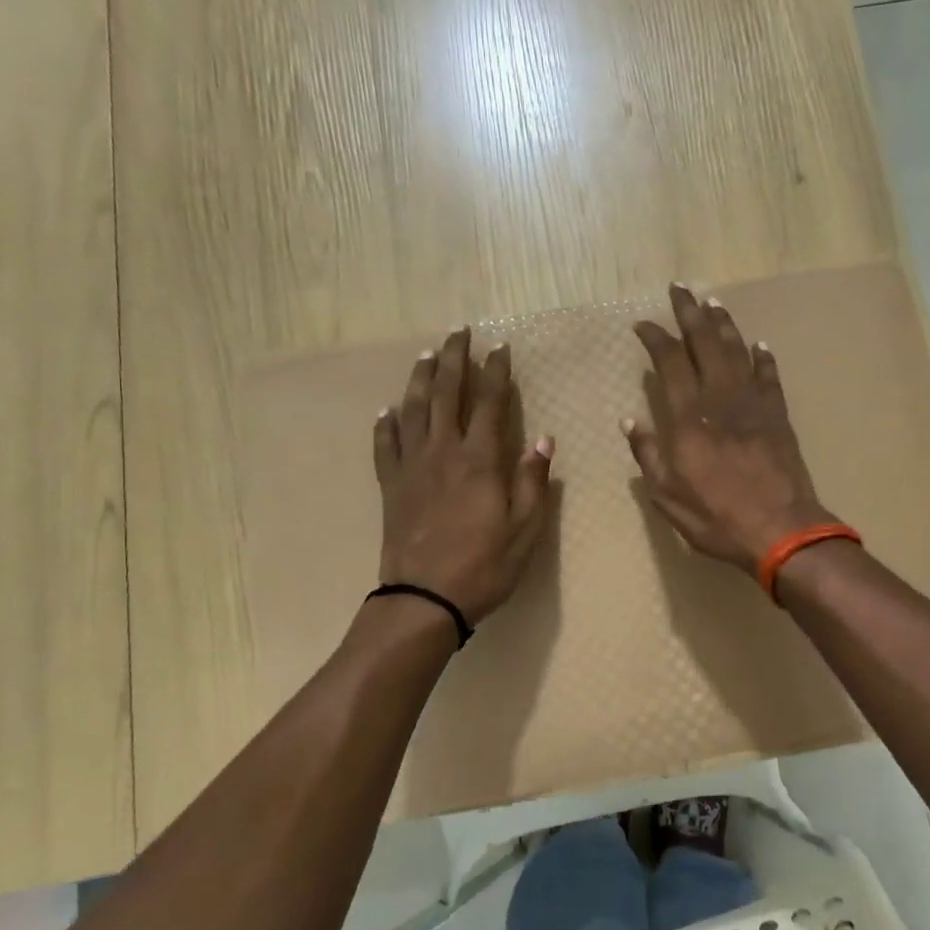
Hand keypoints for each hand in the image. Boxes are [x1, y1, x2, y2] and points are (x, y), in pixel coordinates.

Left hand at [374, 327, 554, 624]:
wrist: (423, 598)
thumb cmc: (483, 566)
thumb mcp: (524, 530)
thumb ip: (532, 482)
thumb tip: (545, 441)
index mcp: (480, 460)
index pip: (490, 403)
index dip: (496, 372)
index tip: (501, 348)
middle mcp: (443, 452)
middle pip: (448, 394)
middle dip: (455, 359)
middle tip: (460, 332)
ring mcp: (411, 467)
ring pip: (413, 410)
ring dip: (421, 379)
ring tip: (428, 355)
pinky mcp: (390, 486)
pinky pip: (385, 446)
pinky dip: (386, 425)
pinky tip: (387, 411)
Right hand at [624, 284, 836, 575]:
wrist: (781, 530)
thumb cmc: (717, 517)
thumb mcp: (668, 496)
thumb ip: (649, 455)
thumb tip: (631, 422)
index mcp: (689, 418)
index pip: (670, 362)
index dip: (656, 338)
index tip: (643, 323)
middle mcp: (720, 399)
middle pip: (705, 344)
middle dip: (689, 313)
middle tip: (679, 289)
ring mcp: (754, 404)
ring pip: (737, 351)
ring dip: (723, 325)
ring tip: (712, 303)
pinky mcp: (778, 415)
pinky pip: (769, 377)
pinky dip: (762, 358)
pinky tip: (758, 344)